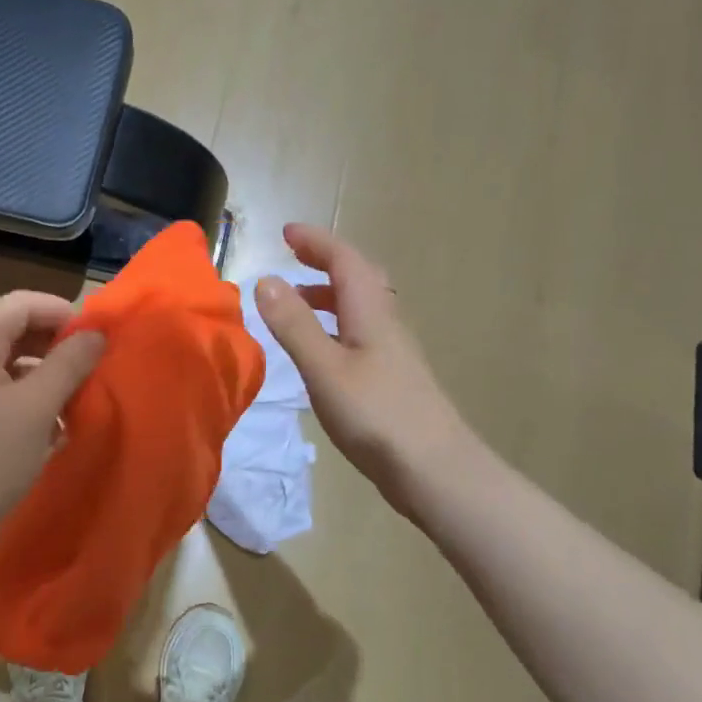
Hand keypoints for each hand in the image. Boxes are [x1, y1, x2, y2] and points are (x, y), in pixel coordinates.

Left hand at [0, 291, 105, 551]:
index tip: (96, 339)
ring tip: (73, 406)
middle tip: (90, 372)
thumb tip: (95, 333)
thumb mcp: (36, 409)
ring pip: (1, 368)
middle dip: (54, 348)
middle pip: (9, 334)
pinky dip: (20, 403)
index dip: (62, 313)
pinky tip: (45, 433)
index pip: (20, 305)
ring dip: (40, 379)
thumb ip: (70, 363)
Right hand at [255, 224, 468, 521]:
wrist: (435, 469)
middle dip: (324, 262)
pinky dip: (334, 326)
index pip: (345, 260)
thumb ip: (294, 325)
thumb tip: (266, 279)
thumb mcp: (324, 368)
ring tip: (294, 304)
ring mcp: (392, 352)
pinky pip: (359, 333)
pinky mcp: (392, 379)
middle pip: (357, 278)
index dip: (316, 242)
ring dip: (328, 295)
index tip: (286, 232)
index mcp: (371, 311)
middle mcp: (385, 323)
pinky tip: (319, 352)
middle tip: (292, 258)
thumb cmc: (376, 414)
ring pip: (360, 308)